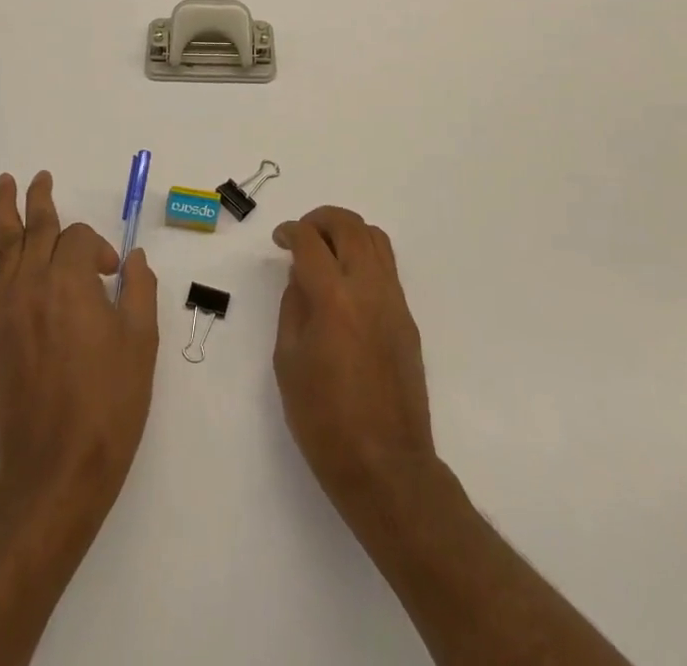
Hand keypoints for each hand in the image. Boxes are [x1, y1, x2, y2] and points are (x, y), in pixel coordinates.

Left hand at [0, 172, 158, 516]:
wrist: (55, 465)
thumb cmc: (107, 404)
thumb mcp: (141, 343)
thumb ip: (141, 291)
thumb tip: (134, 260)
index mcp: (71, 283)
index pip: (78, 239)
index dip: (97, 249)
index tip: (111, 276)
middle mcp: (32, 284)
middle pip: (36, 228)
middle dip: (41, 200)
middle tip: (40, 177)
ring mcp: (4, 306)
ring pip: (2, 244)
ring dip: (3, 210)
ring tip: (5, 183)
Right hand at [272, 206, 435, 508]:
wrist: (386, 467)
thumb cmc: (325, 420)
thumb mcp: (288, 362)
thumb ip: (293, 307)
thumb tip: (301, 276)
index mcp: (334, 299)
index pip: (311, 242)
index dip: (291, 232)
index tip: (279, 238)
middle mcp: (369, 289)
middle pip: (349, 226)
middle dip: (321, 219)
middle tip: (301, 234)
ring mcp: (394, 301)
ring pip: (375, 238)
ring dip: (347, 232)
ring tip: (325, 249)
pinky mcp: (407, 318)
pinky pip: (387, 266)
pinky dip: (364, 255)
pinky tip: (345, 280)